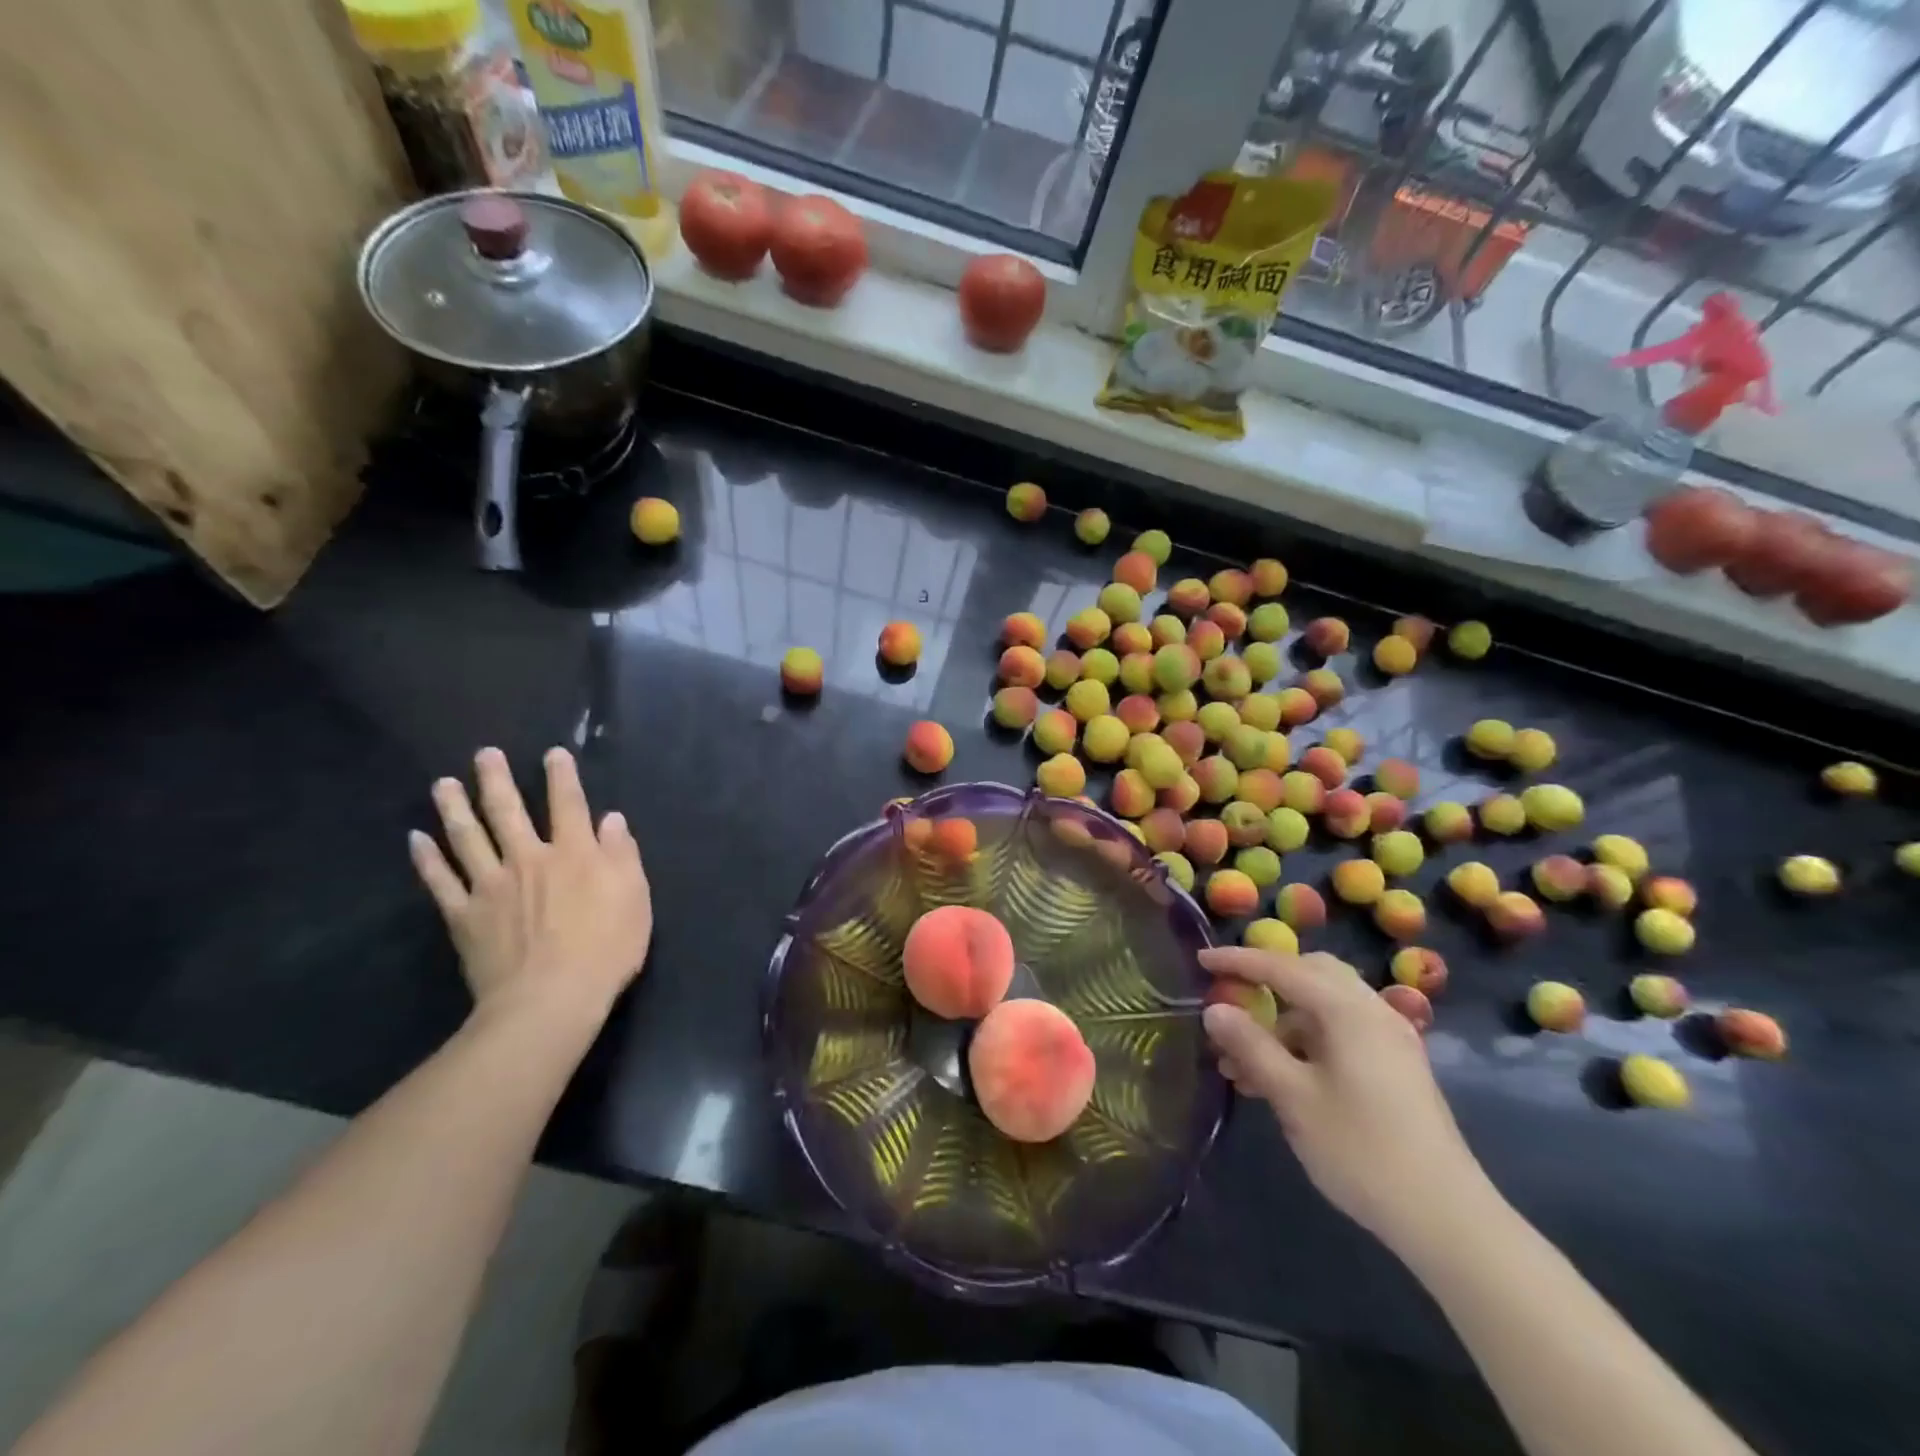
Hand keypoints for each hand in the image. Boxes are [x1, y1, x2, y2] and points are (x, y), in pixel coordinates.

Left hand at [410, 747, 651, 1026]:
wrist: (551, 999)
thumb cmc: (606, 948)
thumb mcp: (634, 898)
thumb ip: (622, 855)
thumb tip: (611, 819)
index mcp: (575, 854)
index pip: (569, 805)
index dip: (562, 777)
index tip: (553, 754)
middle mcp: (530, 859)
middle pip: (509, 812)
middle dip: (498, 780)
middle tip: (484, 755)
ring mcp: (491, 886)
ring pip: (469, 838)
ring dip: (455, 808)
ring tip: (444, 784)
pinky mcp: (464, 916)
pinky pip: (441, 881)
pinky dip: (427, 859)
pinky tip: (416, 839)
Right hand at [1201, 948, 1493, 1252]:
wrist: (1448, 1219)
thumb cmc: (1361, 1150)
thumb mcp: (1293, 1097)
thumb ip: (1250, 1046)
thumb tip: (1213, 1009)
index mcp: (1347, 1010)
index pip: (1281, 967)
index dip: (1237, 961)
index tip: (1199, 961)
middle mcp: (1372, 1011)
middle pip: (1311, 973)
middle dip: (1266, 981)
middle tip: (1229, 998)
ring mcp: (1389, 1039)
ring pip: (1324, 1007)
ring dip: (1281, 1021)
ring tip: (1240, 1062)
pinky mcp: (1396, 1067)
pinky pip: (1341, 1032)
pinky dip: (1305, 1041)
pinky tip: (1279, 1078)